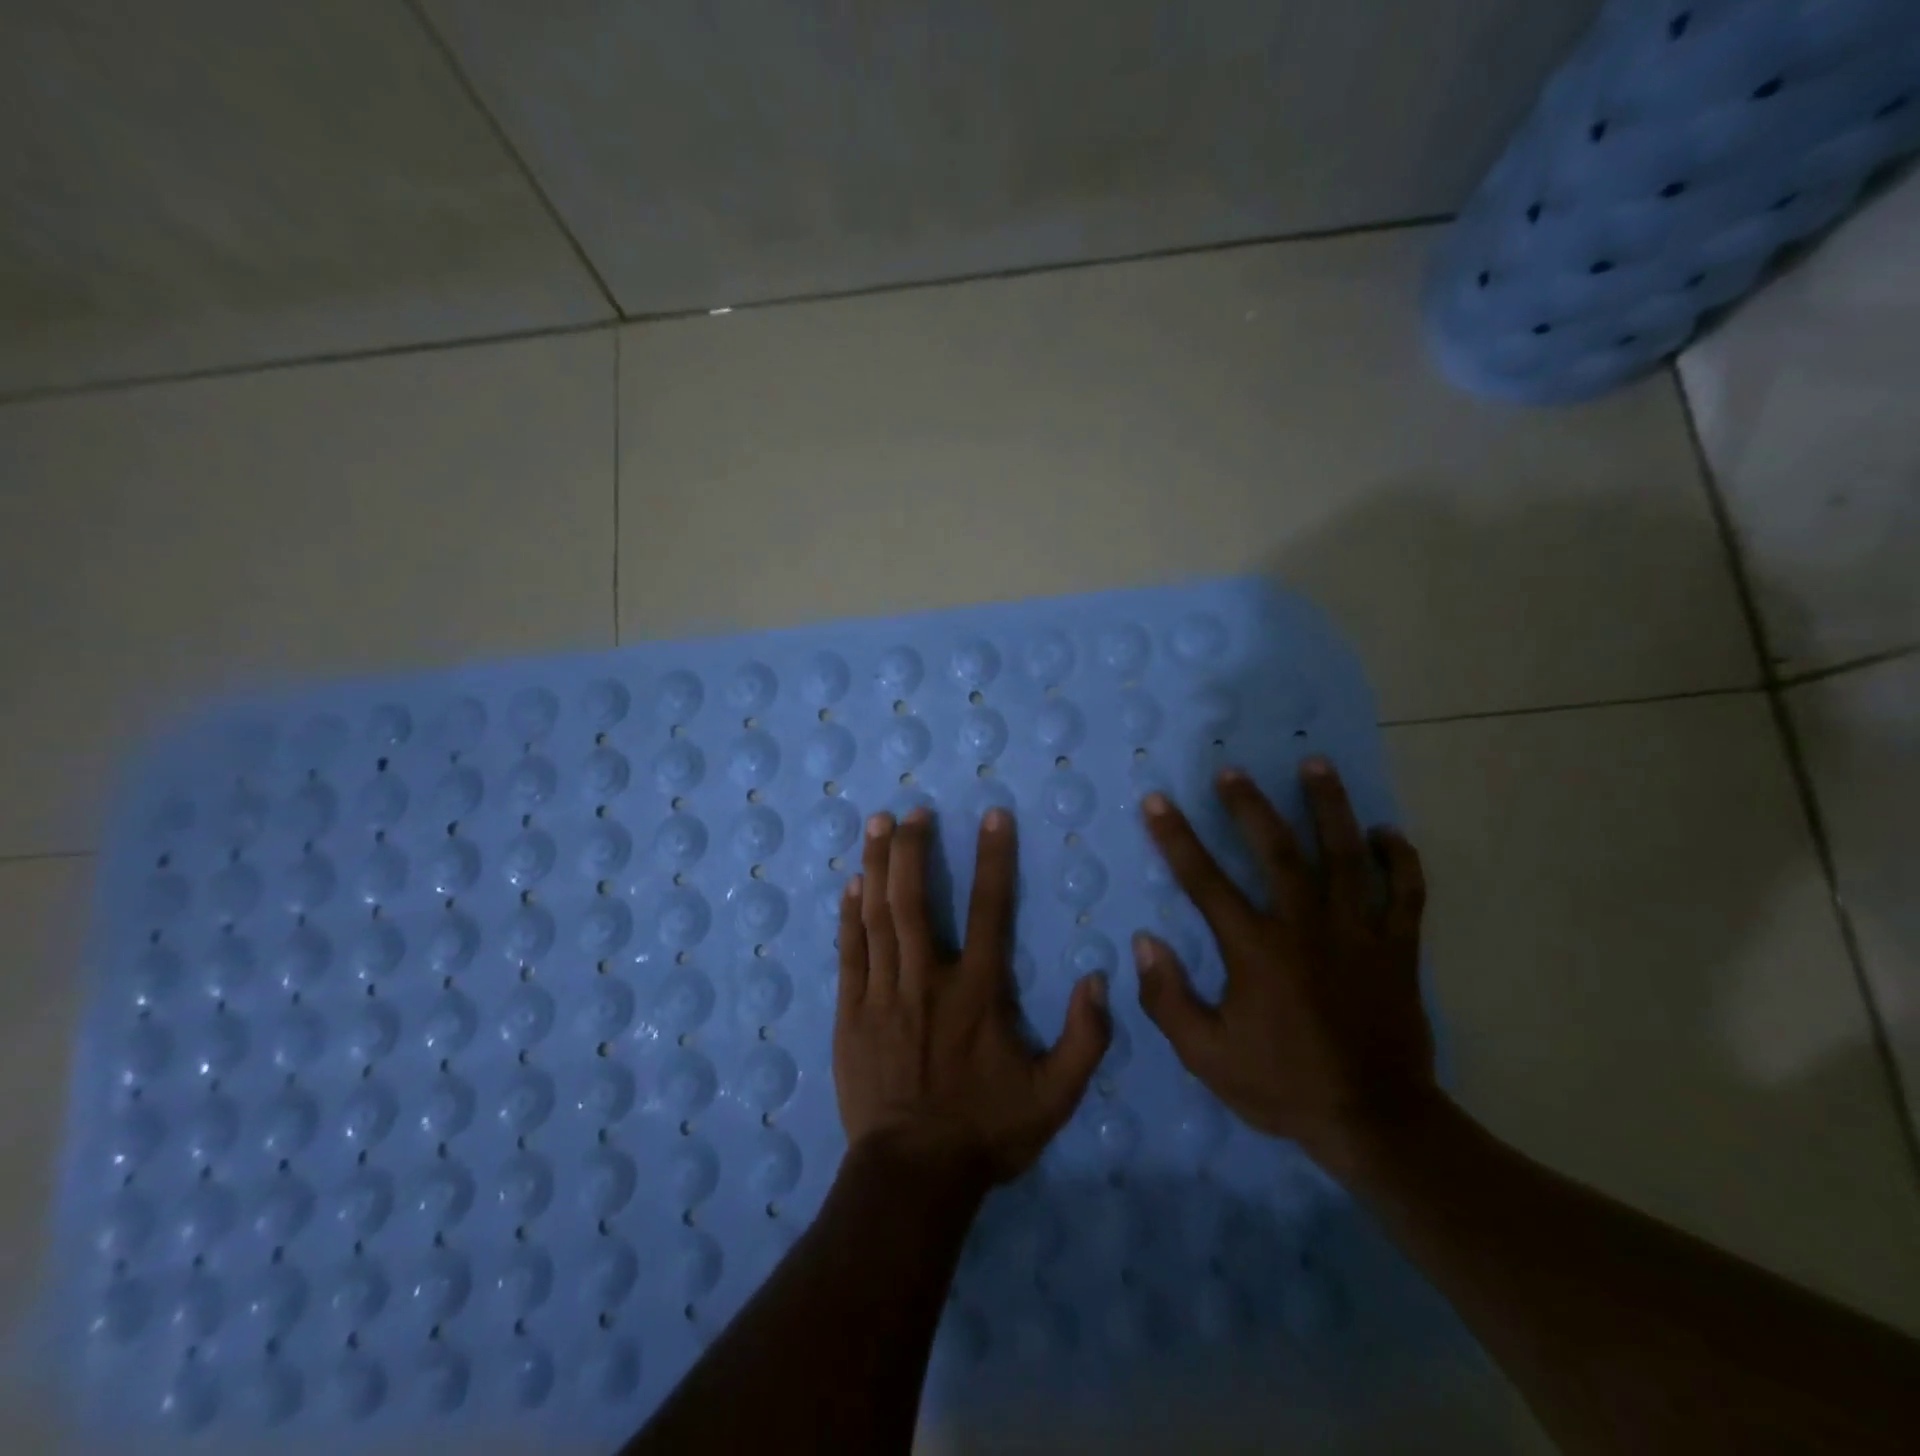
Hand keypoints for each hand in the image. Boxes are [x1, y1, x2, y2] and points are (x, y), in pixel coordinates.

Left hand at [835, 806, 1111, 1187]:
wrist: (913, 1176)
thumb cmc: (986, 1131)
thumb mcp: (1055, 1096)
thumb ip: (1085, 1038)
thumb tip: (1098, 979)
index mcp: (978, 992)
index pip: (991, 910)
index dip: (994, 859)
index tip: (993, 816)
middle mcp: (928, 980)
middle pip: (916, 900)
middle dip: (914, 849)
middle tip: (912, 811)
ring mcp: (883, 994)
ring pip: (878, 917)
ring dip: (878, 866)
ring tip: (876, 825)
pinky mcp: (851, 1013)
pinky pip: (850, 953)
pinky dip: (850, 916)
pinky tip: (851, 885)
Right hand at [1133, 757, 1436, 1173]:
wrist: (1376, 1123)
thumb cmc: (1282, 1085)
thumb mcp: (1206, 1056)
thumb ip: (1169, 999)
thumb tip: (1145, 942)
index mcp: (1257, 950)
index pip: (1205, 881)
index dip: (1176, 838)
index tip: (1157, 801)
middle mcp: (1307, 928)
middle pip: (1277, 851)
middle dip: (1250, 806)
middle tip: (1232, 770)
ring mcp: (1359, 934)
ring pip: (1345, 856)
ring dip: (1329, 807)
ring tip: (1316, 765)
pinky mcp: (1399, 949)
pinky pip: (1405, 893)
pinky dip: (1400, 859)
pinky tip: (1387, 832)